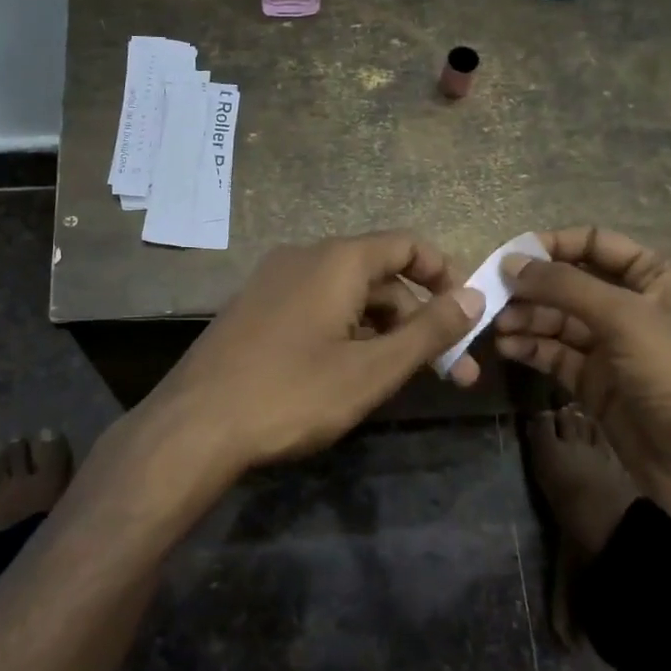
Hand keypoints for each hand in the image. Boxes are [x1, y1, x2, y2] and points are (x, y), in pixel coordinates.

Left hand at [143, 231, 484, 475]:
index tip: (467, 316)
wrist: (195, 424)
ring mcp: (273, 282)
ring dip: (384, 332)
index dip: (445, 275)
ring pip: (347, 296)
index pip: (407, 245)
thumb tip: (475, 297)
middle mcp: (304, 257)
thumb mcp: (372, 369)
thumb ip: (428, 331)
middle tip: (451, 373)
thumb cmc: (293, 393)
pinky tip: (351, 375)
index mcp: (337, 260)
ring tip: (402, 381)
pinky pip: (316, 309)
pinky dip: (346, 333)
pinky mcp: (255, 309)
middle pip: (379, 276)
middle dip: (418, 320)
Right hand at [493, 226, 670, 516]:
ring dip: (527, 319)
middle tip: (491, 297)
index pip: (595, 244)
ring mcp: (613, 348)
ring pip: (559, 321)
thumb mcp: (625, 318)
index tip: (509, 255)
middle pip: (571, 284)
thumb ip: (565, 286)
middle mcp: (633, 306)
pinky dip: (532, 349)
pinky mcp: (597, 384)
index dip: (553, 246)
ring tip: (496, 326)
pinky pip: (557, 355)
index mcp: (655, 277)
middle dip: (532, 288)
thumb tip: (510, 262)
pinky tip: (508, 348)